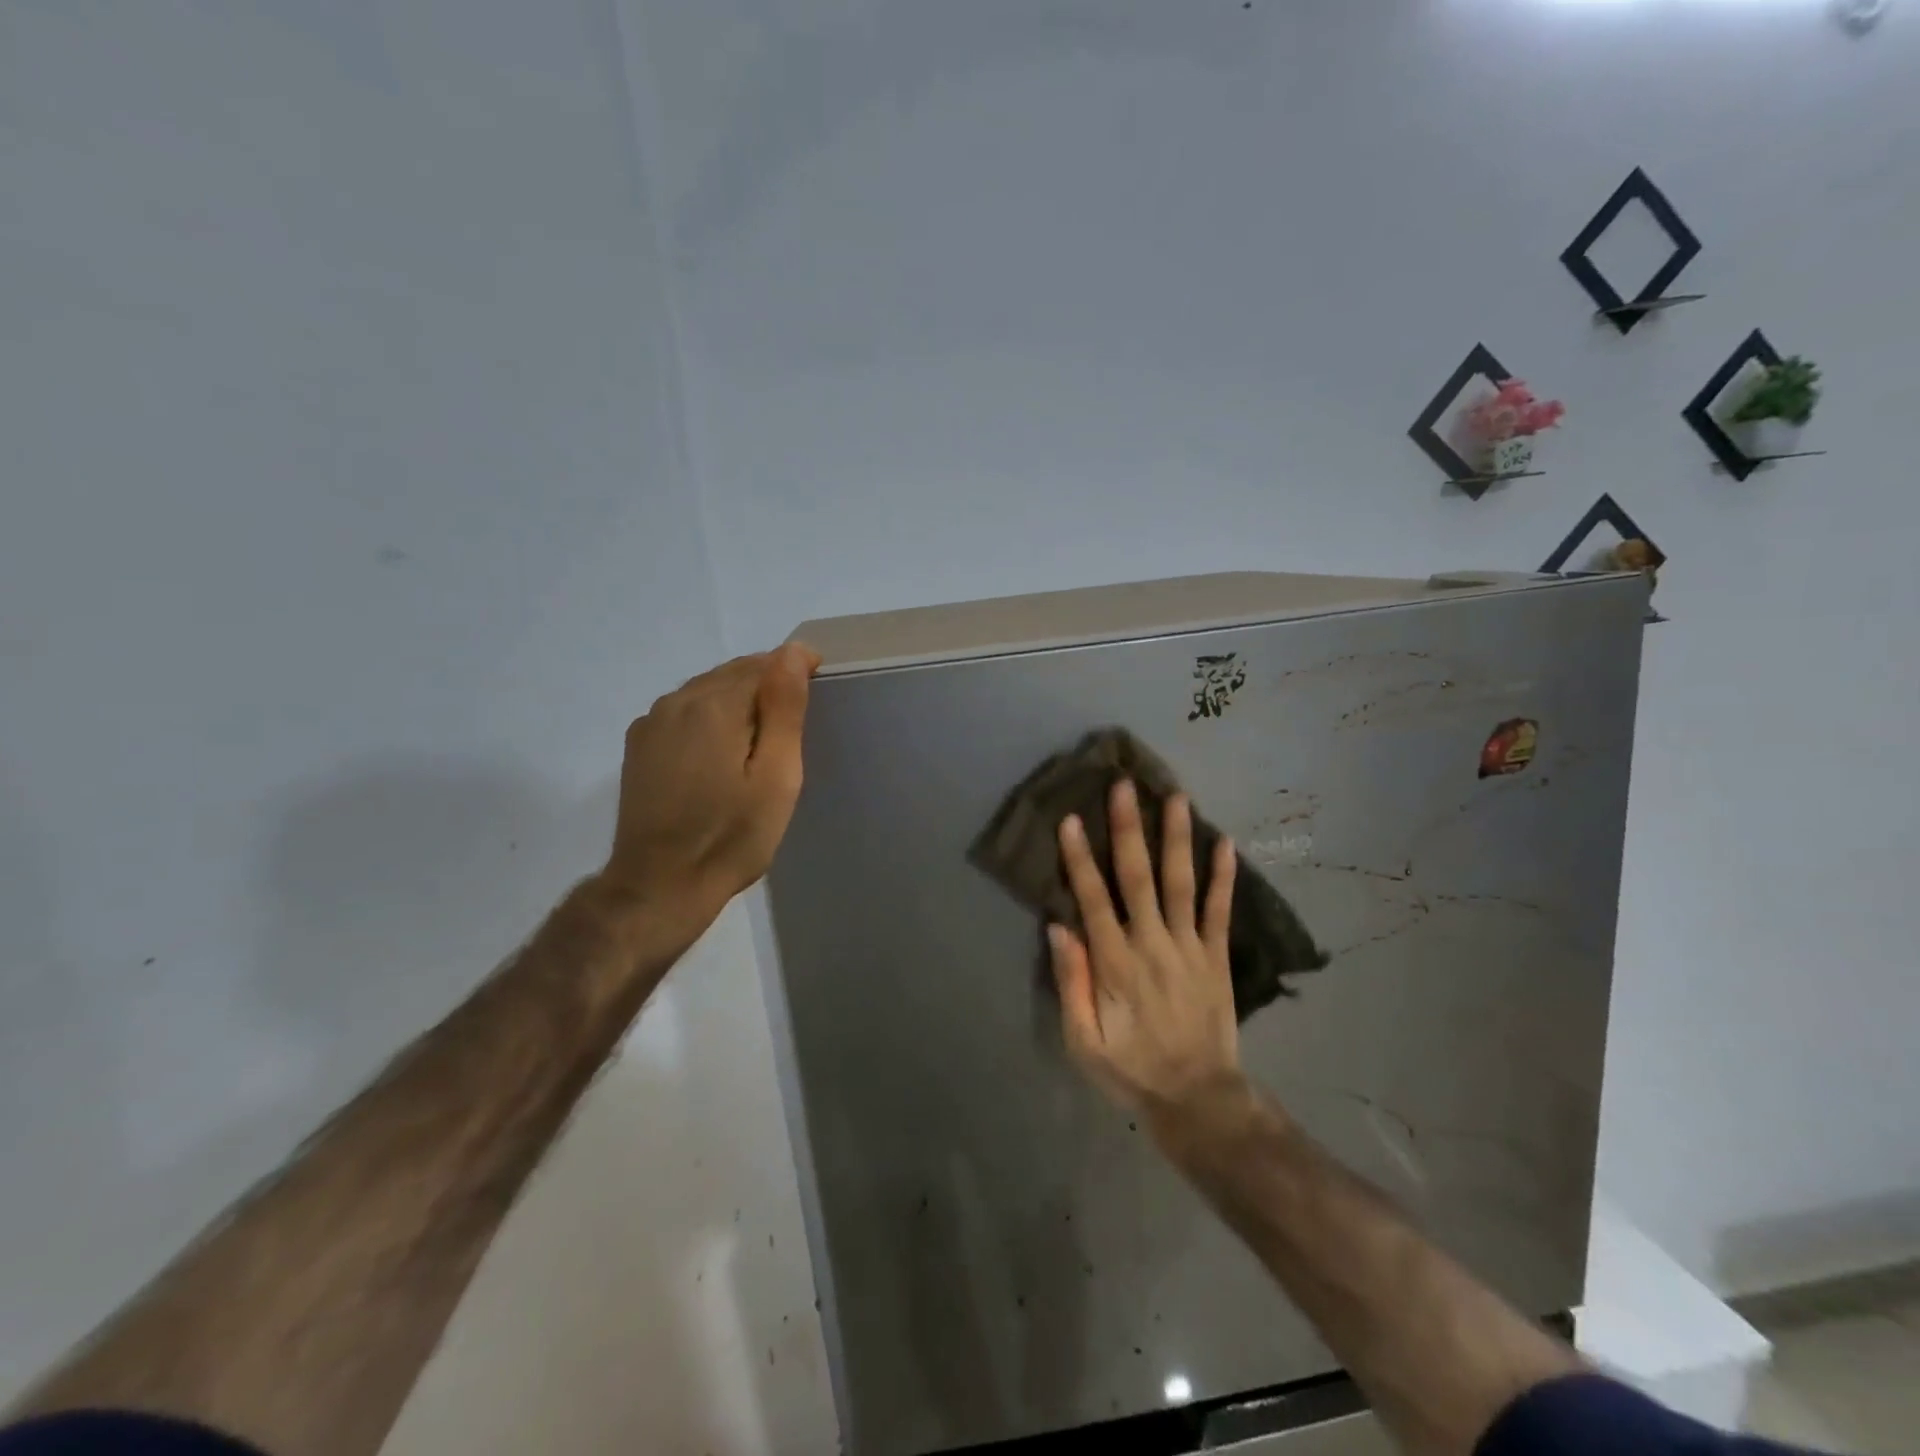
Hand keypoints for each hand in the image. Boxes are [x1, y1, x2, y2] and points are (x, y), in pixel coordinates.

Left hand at [598, 643, 820, 928]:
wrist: (660, 886)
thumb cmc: (731, 836)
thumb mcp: (776, 777)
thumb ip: (783, 710)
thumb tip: (791, 652)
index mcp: (714, 706)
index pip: (763, 663)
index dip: (794, 669)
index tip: (818, 685)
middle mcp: (677, 701)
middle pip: (732, 672)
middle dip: (767, 682)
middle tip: (796, 715)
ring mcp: (652, 723)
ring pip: (707, 689)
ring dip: (738, 698)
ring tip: (763, 732)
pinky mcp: (640, 746)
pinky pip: (684, 711)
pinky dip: (710, 715)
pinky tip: (722, 748)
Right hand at [1049, 780, 1241, 1116]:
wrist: (1198, 1099)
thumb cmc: (1131, 1069)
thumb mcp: (1083, 1041)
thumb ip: (1071, 983)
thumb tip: (1058, 927)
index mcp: (1115, 964)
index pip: (1093, 899)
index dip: (1080, 858)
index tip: (1072, 819)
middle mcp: (1152, 944)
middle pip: (1138, 877)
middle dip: (1128, 828)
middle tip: (1124, 786)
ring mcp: (1189, 948)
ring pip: (1181, 883)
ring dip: (1177, 838)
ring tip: (1176, 797)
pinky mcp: (1216, 957)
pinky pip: (1220, 910)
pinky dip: (1223, 876)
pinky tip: (1225, 842)